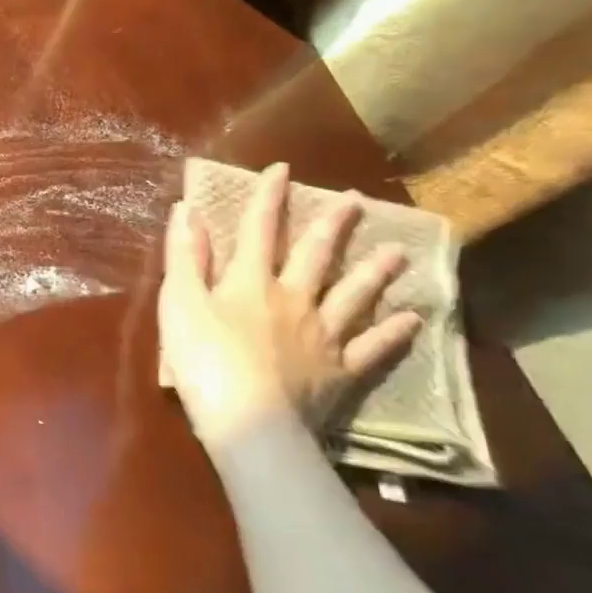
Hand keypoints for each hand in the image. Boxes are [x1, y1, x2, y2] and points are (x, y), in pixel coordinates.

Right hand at [158, 162, 421, 451]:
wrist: (249, 423)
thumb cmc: (203, 360)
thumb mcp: (180, 303)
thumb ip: (185, 257)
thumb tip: (187, 210)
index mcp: (250, 282)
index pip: (259, 229)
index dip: (268, 198)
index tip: (283, 169)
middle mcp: (293, 298)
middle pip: (315, 255)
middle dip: (332, 226)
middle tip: (357, 201)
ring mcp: (322, 335)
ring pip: (354, 295)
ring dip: (374, 271)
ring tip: (396, 251)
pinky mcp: (340, 371)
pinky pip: (372, 347)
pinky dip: (392, 332)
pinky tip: (411, 319)